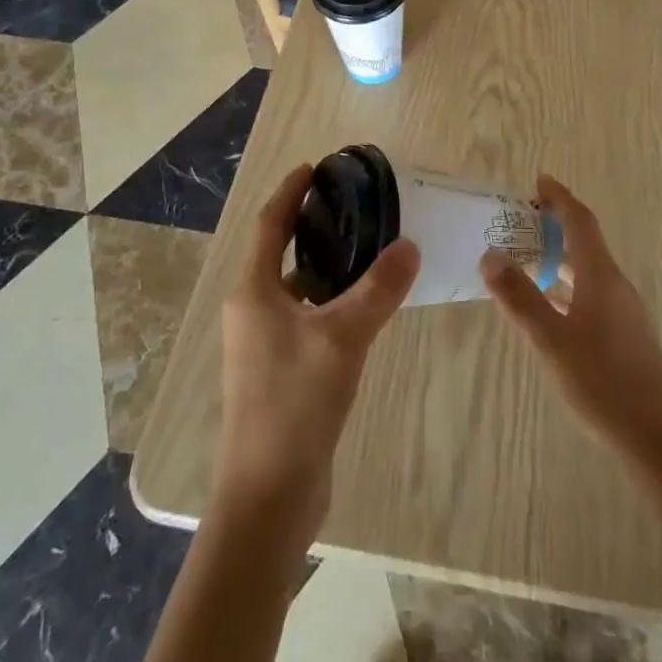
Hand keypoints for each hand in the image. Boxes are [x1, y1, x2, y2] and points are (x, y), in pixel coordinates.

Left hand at [213, 164, 419, 550]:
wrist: (269, 495)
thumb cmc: (294, 404)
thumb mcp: (342, 338)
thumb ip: (378, 289)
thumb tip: (410, 245)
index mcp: (252, 292)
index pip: (269, 224)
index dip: (290, 192)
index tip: (314, 167)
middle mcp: (251, 310)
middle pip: (278, 251)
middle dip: (308, 223)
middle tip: (351, 202)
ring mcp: (263, 343)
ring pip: (295, 286)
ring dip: (322, 263)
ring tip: (365, 244)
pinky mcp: (281, 369)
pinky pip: (306, 316)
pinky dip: (329, 299)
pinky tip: (363, 303)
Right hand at [480, 176, 661, 467]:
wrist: (657, 438)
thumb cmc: (602, 383)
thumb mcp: (552, 341)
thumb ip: (520, 298)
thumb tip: (490, 255)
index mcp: (601, 277)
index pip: (581, 222)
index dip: (560, 198)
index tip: (539, 181)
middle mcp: (615, 285)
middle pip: (586, 241)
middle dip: (555, 224)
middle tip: (521, 218)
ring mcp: (623, 311)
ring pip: (588, 269)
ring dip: (560, 255)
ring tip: (527, 256)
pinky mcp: (624, 334)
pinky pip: (591, 292)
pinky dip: (567, 284)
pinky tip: (550, 305)